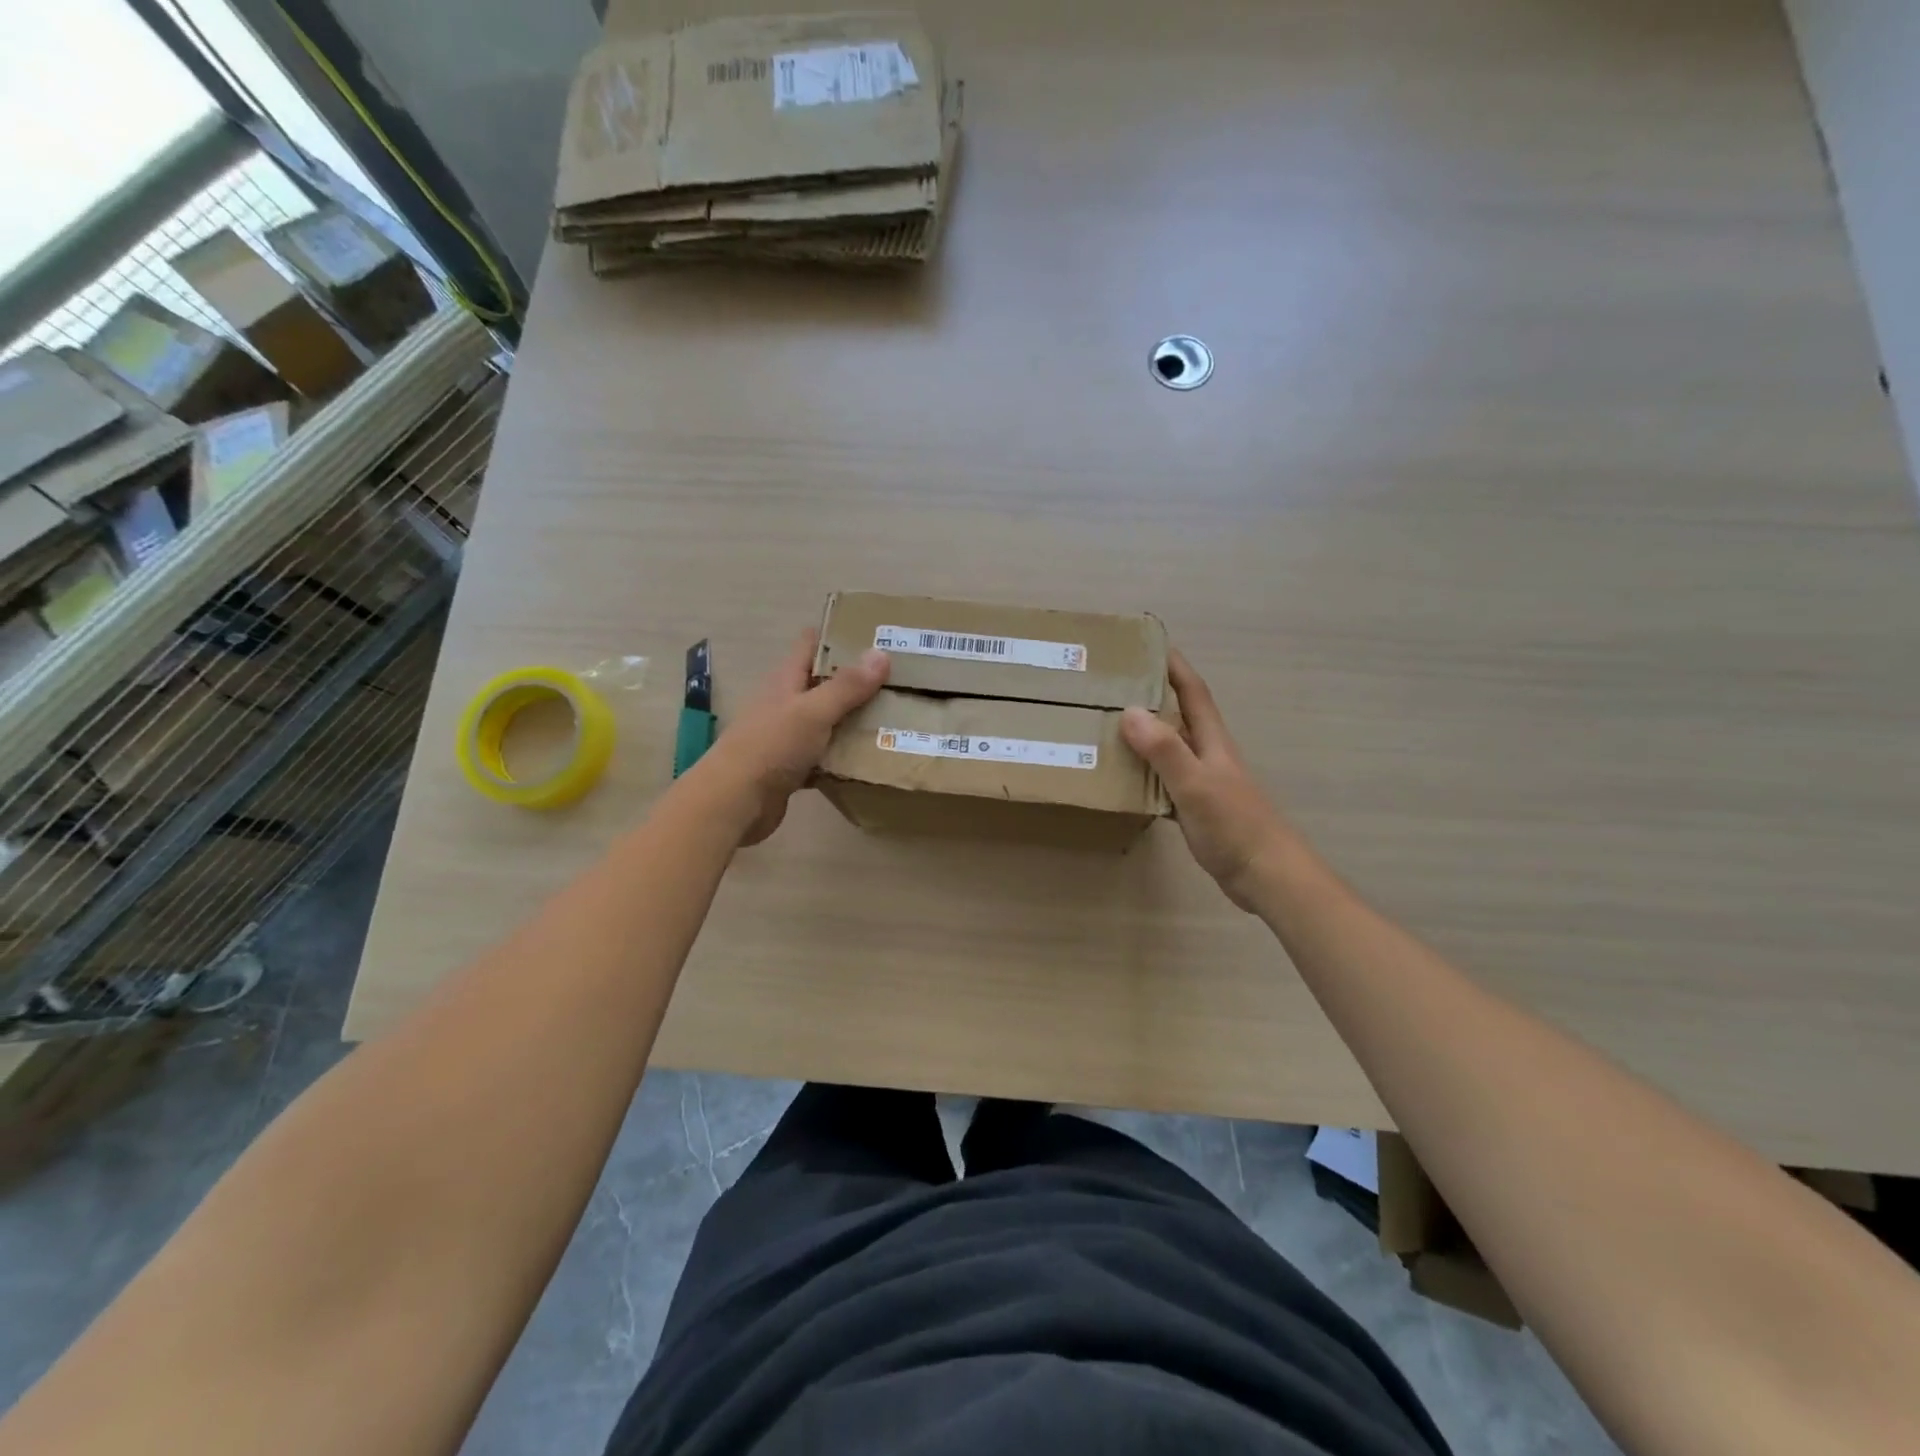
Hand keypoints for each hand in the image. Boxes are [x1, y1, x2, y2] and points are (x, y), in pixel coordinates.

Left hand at [704, 631, 888, 844]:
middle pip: (822, 683)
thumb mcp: (813, 711)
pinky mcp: (791, 768)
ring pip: (826, 721)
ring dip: (852, 720)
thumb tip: (881, 652)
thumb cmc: (771, 747)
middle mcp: (785, 703)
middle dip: (856, 680)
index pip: (811, 645)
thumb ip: (846, 686)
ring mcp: (786, 736)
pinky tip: (869, 759)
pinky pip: (823, 756)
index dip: (838, 635)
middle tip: (898, 678)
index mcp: (785, 680)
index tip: (874, 634)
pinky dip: (843, 756)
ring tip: (893, 716)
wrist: (735, 802)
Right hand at [1121, 650, 1293, 910]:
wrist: (1268, 876)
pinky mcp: (1197, 808)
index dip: (1173, 666)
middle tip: (1113, 685)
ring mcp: (1204, 782)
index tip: (1147, 644)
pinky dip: (1144, 773)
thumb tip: (1129, 710)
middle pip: (1179, 715)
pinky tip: (1124, 779)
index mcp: (1212, 741)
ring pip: (1169, 748)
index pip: (1192, 692)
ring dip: (1144, 734)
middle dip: (1152, 694)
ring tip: (1107, 726)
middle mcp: (1208, 754)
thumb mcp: (1195, 784)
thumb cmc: (1235, 826)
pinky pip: (1164, 780)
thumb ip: (1165, 749)